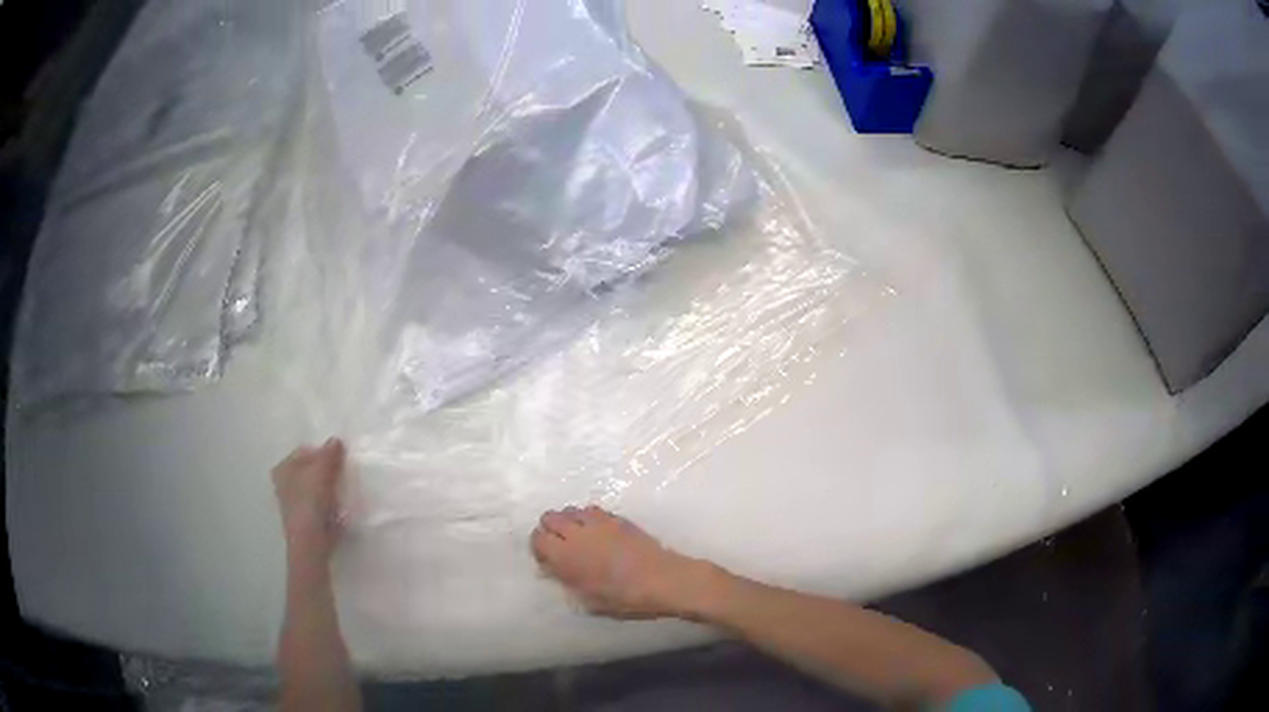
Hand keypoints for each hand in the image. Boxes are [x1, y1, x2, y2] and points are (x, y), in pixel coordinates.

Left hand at [272, 438, 346, 562]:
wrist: (311, 541)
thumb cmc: (310, 502)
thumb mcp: (321, 471)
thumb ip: (330, 454)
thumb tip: (337, 440)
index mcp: (283, 468)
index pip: (306, 451)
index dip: (324, 453)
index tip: (340, 461)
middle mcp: (285, 482)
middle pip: (311, 469)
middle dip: (327, 470)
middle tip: (343, 475)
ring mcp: (294, 501)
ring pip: (316, 486)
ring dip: (330, 487)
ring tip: (343, 492)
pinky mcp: (306, 517)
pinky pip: (320, 502)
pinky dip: (329, 502)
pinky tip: (339, 507)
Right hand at [531, 506, 715, 618]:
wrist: (662, 579)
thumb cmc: (624, 597)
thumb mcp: (588, 600)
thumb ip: (567, 582)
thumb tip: (554, 570)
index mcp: (566, 556)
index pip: (538, 538)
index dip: (539, 546)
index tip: (547, 558)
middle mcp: (577, 533)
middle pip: (550, 517)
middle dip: (550, 528)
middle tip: (560, 544)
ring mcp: (598, 522)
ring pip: (571, 509)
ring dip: (569, 520)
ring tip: (579, 536)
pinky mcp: (617, 518)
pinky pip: (593, 510)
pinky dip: (589, 517)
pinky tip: (598, 531)